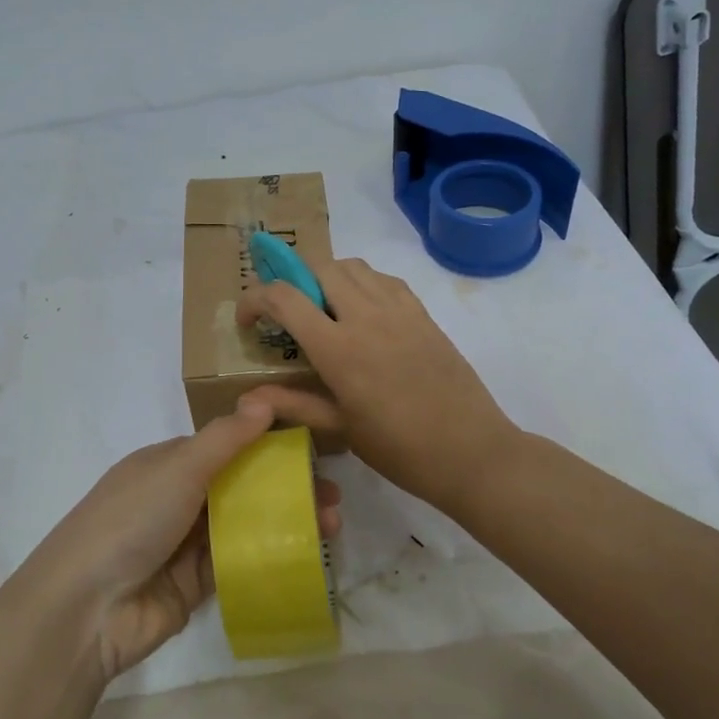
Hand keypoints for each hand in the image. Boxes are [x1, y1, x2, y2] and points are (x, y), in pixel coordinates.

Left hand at [25, 399, 341, 682]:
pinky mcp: (197, 584)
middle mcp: (179, 498)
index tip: (312, 445)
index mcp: (169, 463)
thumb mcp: (178, 468)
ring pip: (247, 524)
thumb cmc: (131, 520)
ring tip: (332, 524)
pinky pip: (241, 562)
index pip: (227, 444)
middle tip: (332, 494)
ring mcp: (187, 543)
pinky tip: (308, 553)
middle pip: (243, 485)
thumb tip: (265, 399)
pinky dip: (272, 555)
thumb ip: (225, 438)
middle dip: (287, 485)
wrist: (86, 608)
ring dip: (287, 520)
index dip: (268, 442)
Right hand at [236, 257, 521, 515]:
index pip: (284, 297)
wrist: (472, 452)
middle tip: (287, 312)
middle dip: (292, 280)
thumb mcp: (341, 428)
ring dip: (328, 276)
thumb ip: (294, 403)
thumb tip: (249, 395)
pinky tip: (363, 312)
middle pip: (319, 267)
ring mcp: (399, 311)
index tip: (247, 320)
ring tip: (323, 308)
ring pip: (353, 266)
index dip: (255, 299)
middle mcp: (366, 317)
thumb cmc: (400, 449)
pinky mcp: (423, 314)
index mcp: (339, 348)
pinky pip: (385, 279)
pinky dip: (363, 282)